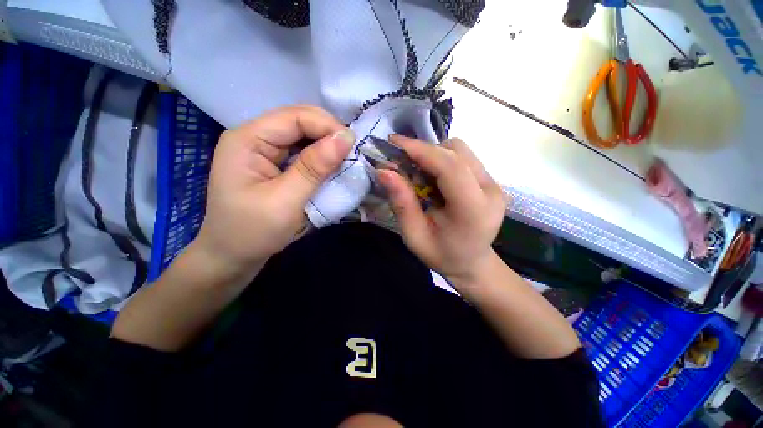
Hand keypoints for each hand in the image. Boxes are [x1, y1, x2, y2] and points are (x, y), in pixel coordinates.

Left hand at [192, 105, 354, 278]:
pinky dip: (320, 158)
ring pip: (302, 136)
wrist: (232, 258)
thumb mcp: (285, 201)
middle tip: (352, 153)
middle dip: (328, 134)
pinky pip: (301, 152)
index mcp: (247, 140)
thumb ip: (314, 168)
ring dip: (326, 146)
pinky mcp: (273, 165)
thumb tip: (345, 138)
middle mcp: (253, 138)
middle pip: (298, 122)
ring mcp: (263, 151)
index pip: (294, 117)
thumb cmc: (252, 233)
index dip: (327, 126)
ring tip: (346, 159)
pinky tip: (331, 166)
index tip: (353, 145)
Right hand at [377, 135, 506, 287]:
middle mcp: (490, 191)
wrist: (472, 263)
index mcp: (473, 210)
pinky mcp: (491, 181)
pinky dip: (443, 161)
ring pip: (460, 151)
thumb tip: (384, 171)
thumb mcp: (414, 236)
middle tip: (401, 163)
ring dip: (434, 156)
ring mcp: (494, 184)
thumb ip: (402, 203)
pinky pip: (463, 158)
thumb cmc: (442, 255)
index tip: (394, 142)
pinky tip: (433, 179)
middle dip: (424, 152)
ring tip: (419, 174)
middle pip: (456, 152)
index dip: (421, 150)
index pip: (450, 166)